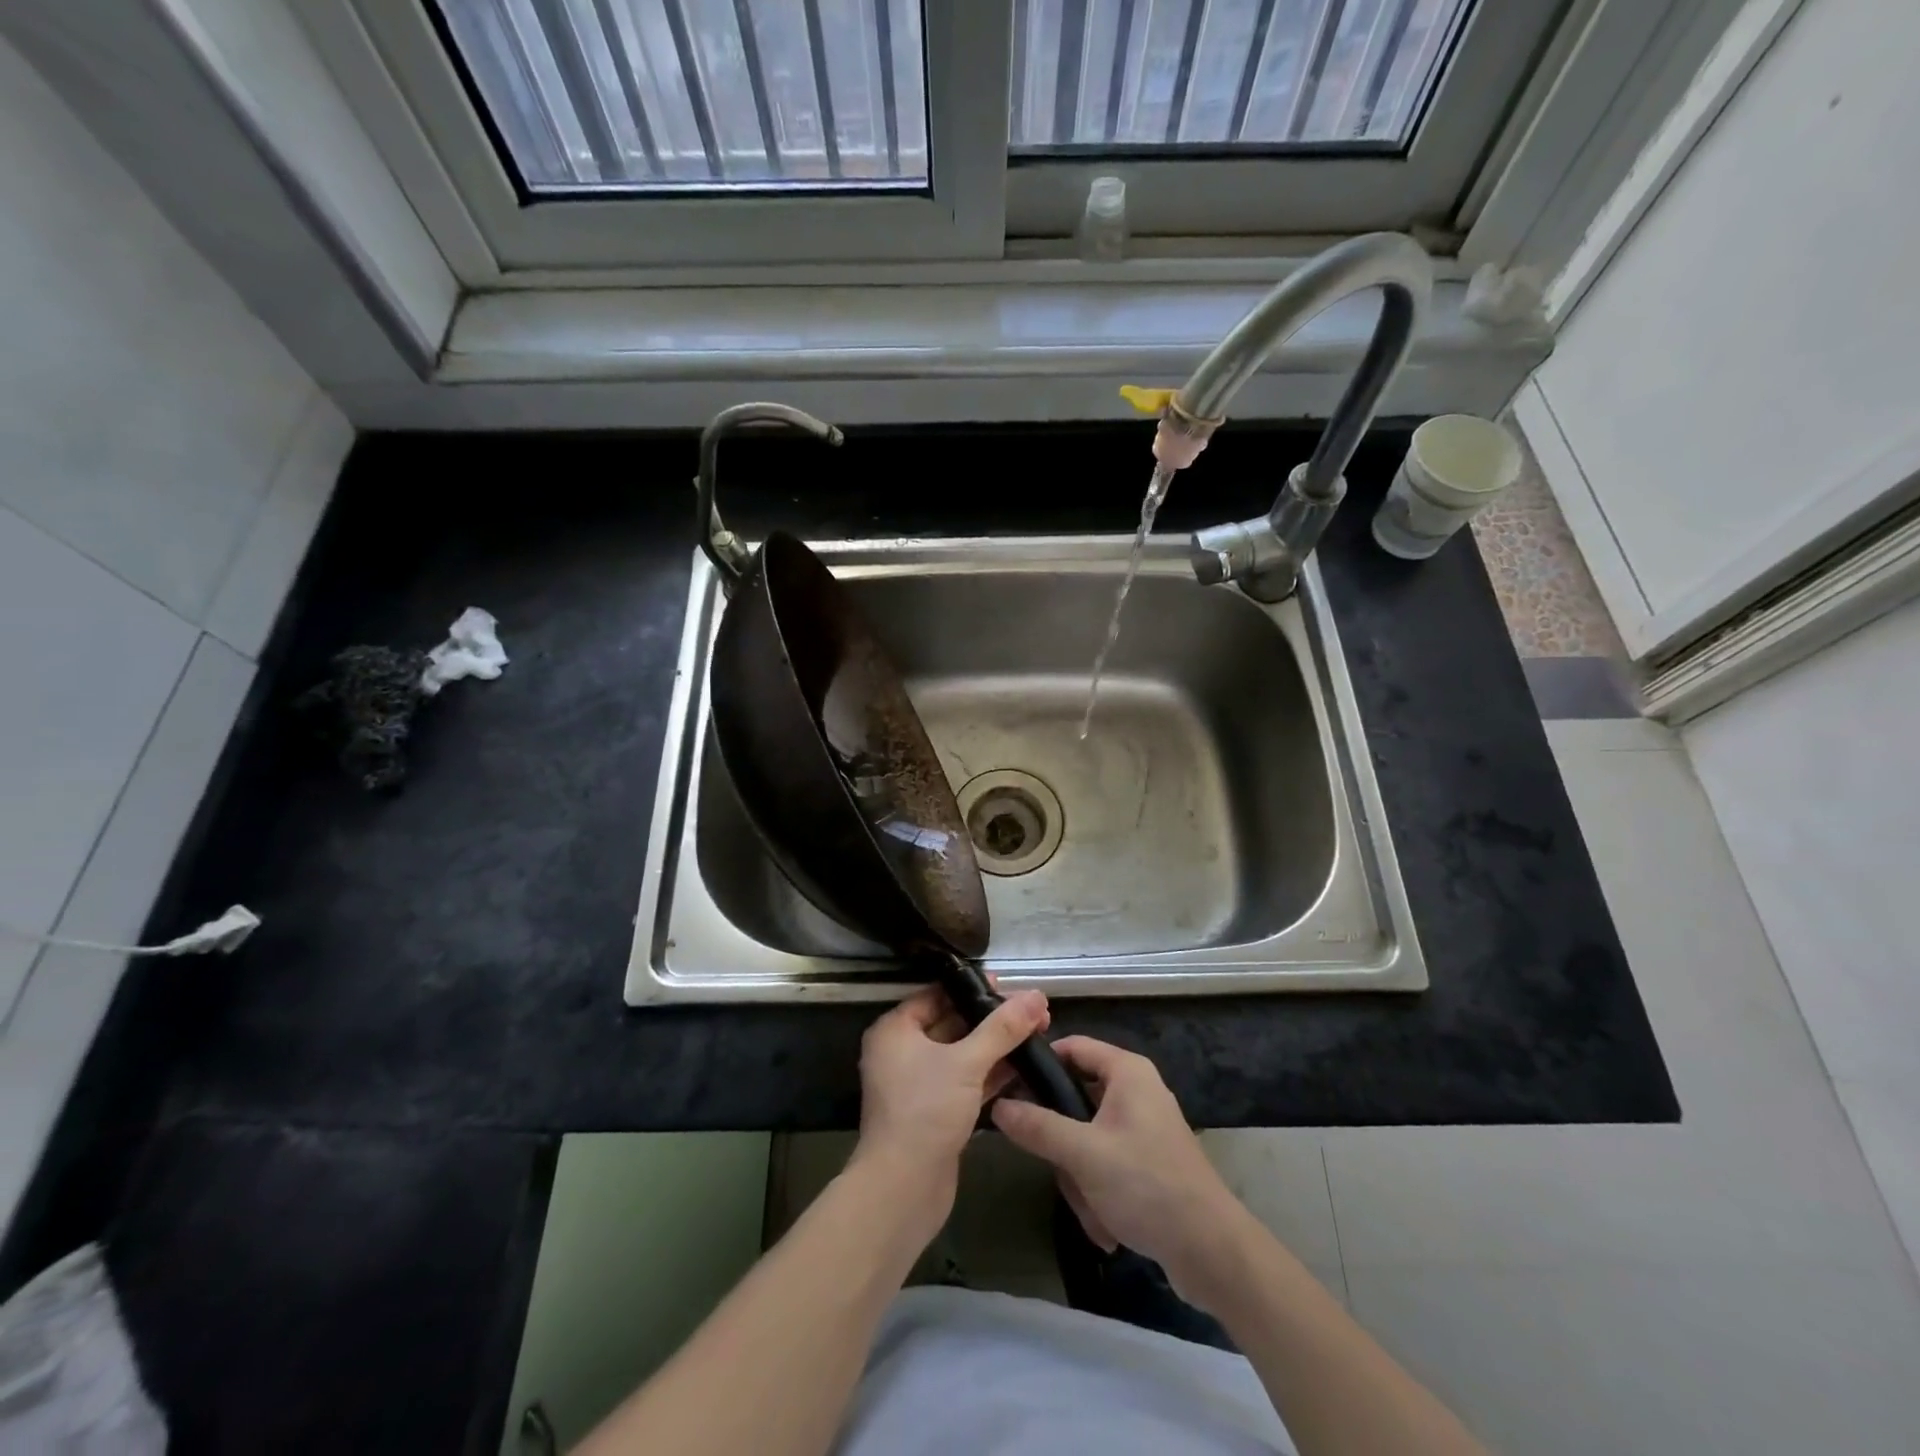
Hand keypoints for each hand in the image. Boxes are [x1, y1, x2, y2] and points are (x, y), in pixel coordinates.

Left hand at [852, 984, 1050, 1240]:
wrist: (904, 1188)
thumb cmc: (926, 1111)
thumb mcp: (967, 1062)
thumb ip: (1003, 1028)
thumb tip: (1036, 995)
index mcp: (895, 1031)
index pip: (936, 994)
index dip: (973, 989)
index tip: (1009, 986)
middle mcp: (902, 1052)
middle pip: (951, 1023)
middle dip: (991, 1019)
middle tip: (1032, 1012)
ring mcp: (918, 1084)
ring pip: (961, 1054)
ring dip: (995, 1047)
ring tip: (1037, 1034)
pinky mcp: (934, 1112)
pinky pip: (965, 1081)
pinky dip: (990, 1074)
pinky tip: (1023, 1068)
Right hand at [991, 1037, 1252, 1304]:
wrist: (1211, 1251)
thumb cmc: (1146, 1185)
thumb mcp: (1083, 1154)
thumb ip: (1037, 1126)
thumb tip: (997, 1104)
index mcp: (1127, 1071)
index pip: (1072, 1046)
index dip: (1040, 1063)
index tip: (1008, 1086)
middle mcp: (1136, 1090)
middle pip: (1076, 1098)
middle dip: (1063, 1143)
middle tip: (1056, 1166)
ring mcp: (1144, 1127)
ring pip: (1087, 1138)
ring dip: (1081, 1176)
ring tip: (1091, 1207)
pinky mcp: (1148, 1160)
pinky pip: (1106, 1162)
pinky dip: (1099, 1190)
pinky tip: (1106, 1224)